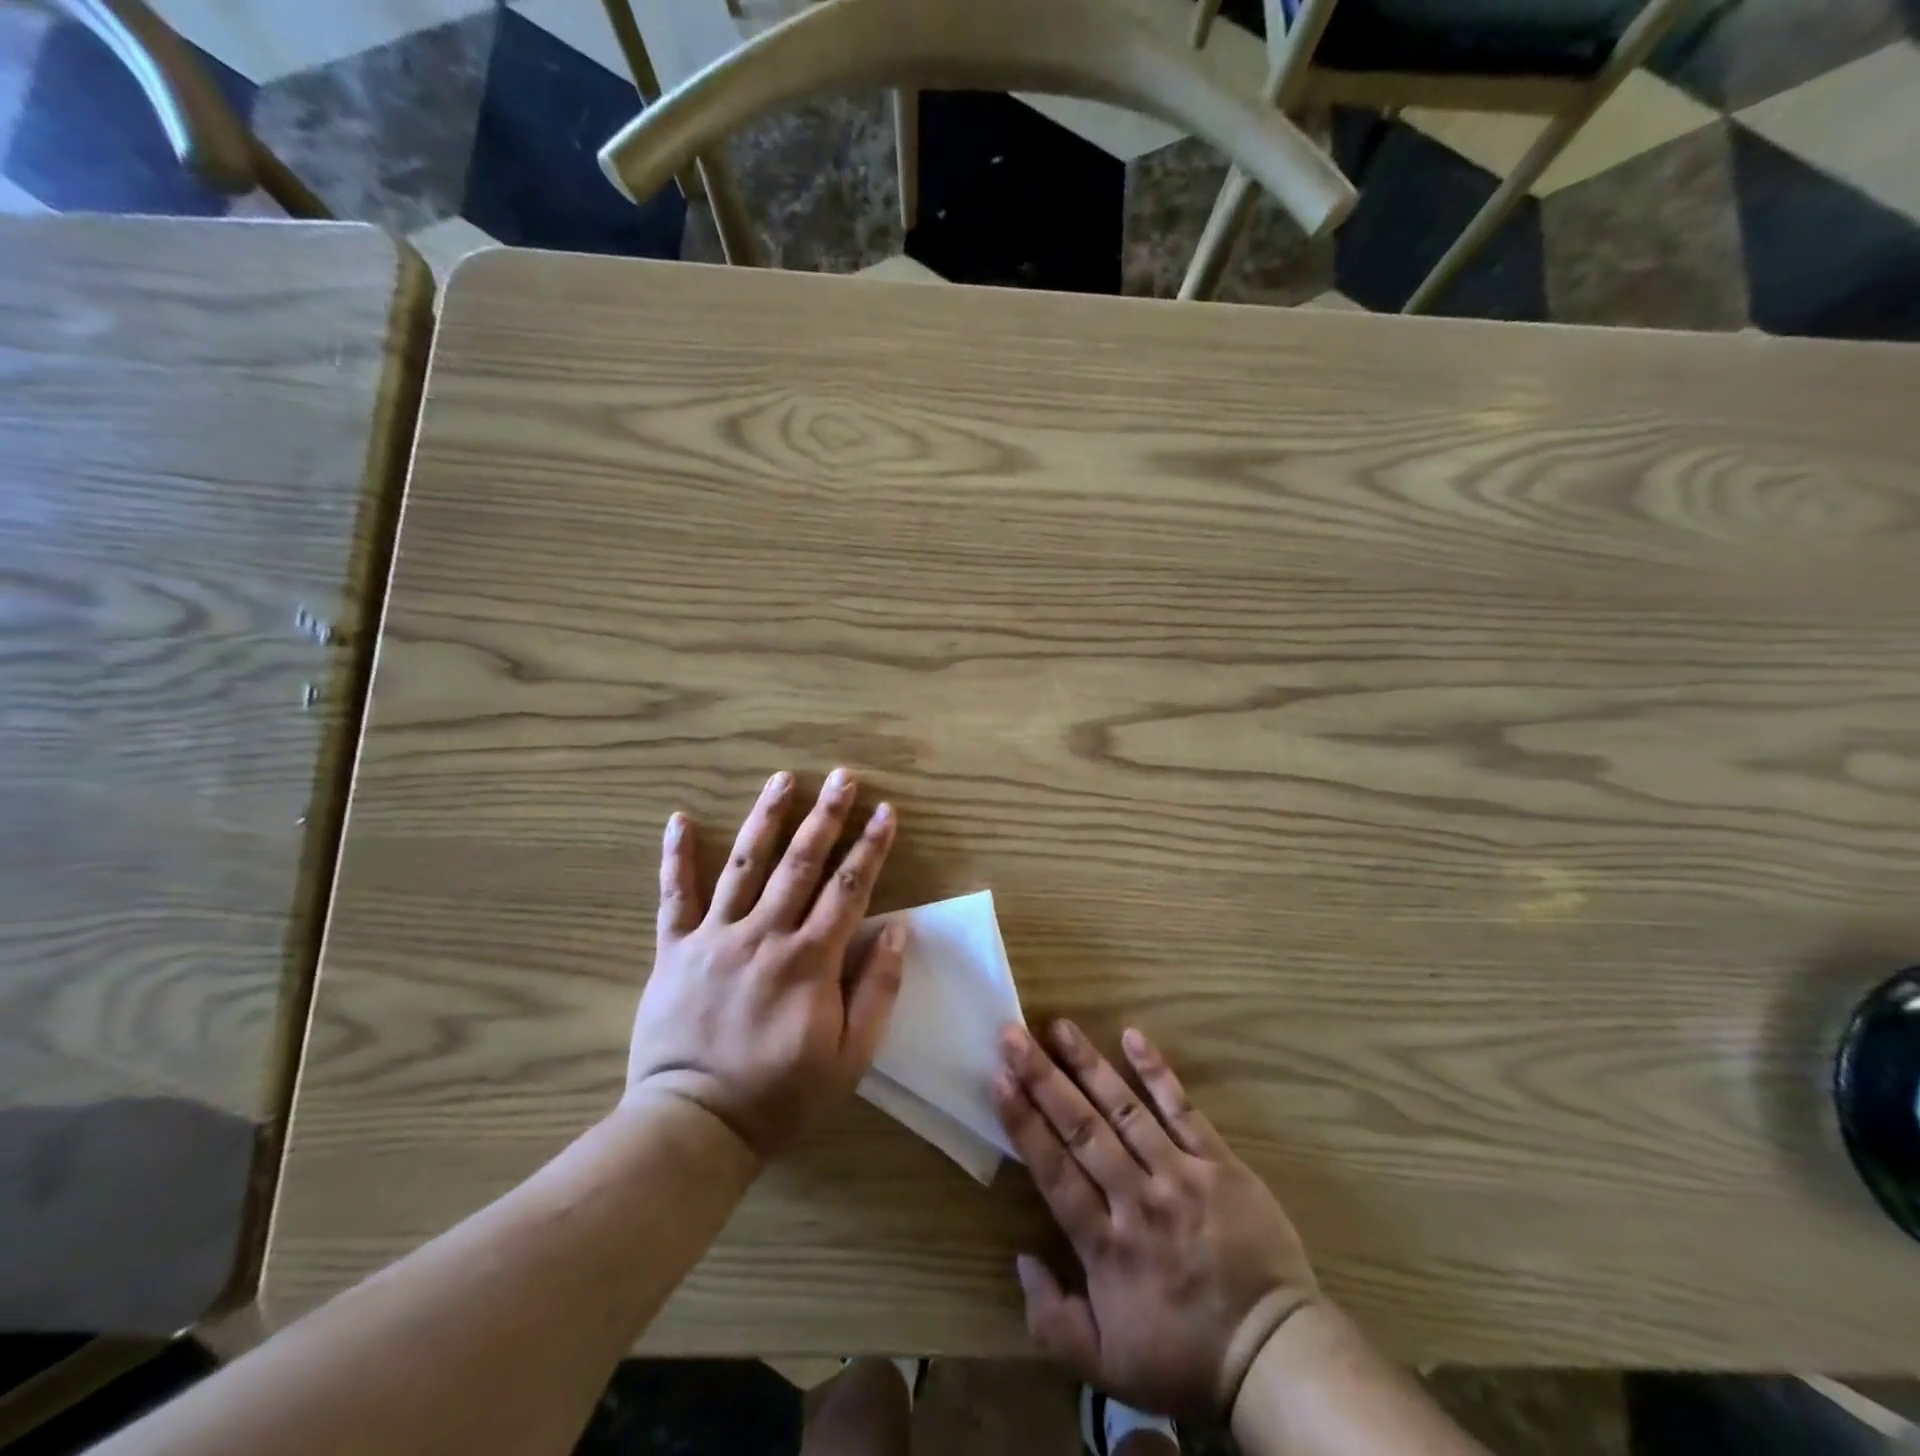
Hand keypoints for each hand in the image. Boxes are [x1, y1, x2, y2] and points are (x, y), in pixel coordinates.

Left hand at [627, 768, 907, 1160]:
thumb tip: (897, 930)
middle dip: (826, 816)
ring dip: (765, 818)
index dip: (871, 847)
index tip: (886, 812)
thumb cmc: (781, 1095)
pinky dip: (675, 857)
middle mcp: (764, 935)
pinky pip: (674, 896)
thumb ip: (877, 990)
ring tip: (782, 779)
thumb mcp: (850, 1058)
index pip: (849, 888)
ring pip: (744, 865)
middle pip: (801, 862)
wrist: (694, 1126)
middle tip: (842, 776)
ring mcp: (714, 938)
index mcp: (809, 960)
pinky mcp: (674, 950)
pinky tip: (679, 819)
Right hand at [994, 1021, 1318, 1420]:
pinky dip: (1157, 1072)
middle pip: (1081, 1127)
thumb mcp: (1107, 1368)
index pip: (1054, 1169)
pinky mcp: (1219, 1163)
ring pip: (1125, 1109)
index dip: (1023, 1121)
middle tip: (1014, 1034)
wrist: (1275, 1356)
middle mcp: (1137, 1199)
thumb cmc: (1185, 1358)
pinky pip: (1183, 1110)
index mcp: (1106, 1245)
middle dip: (1043, 1077)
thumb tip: (1022, 1258)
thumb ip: (1052, 1320)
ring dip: (1089, 1064)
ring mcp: (1180, 1174)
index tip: (999, 1077)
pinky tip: (1132, 1036)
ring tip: (1059, 1026)